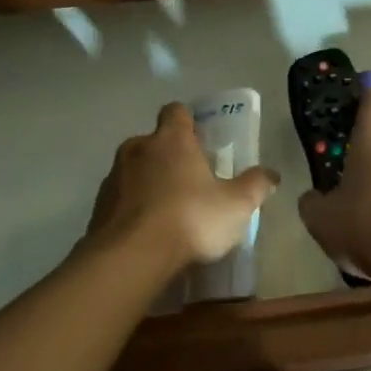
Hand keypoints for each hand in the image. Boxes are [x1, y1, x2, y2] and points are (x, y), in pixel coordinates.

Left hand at [87, 102, 279, 272]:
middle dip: (168, 157)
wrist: (130, 258)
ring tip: (167, 213)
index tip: (199, 140)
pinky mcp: (97, 207)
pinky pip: (119, 200)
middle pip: (153, 142)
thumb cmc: (189, 219)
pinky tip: (146, 234)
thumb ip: (256, 186)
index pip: (176, 112)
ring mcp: (113, 177)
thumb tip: (272, 174)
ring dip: (147, 183)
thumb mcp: (236, 205)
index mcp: (172, 140)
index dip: (187, 123)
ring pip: (133, 170)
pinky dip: (131, 209)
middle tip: (188, 182)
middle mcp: (138, 149)